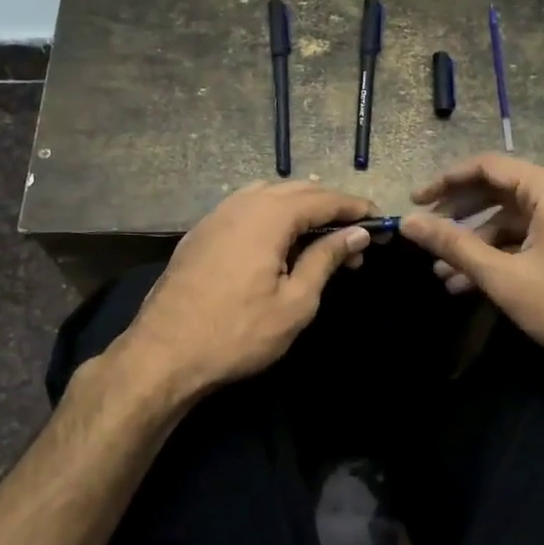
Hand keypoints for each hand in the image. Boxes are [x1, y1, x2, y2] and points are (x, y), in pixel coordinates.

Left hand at [116, 181, 373, 399]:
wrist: (164, 354)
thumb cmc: (238, 333)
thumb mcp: (295, 302)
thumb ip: (326, 259)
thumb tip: (356, 233)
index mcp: (268, 216)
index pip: (323, 199)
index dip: (354, 208)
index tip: (380, 220)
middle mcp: (241, 204)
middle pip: (296, 190)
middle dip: (329, 207)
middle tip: (355, 236)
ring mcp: (216, 215)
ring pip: (268, 194)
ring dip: (299, 207)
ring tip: (321, 233)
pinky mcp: (200, 232)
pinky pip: (245, 206)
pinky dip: (271, 213)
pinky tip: (279, 238)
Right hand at [398, 155, 543, 376]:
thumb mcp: (504, 276)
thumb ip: (454, 245)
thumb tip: (409, 222)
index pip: (488, 167)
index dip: (446, 180)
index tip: (416, 201)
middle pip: (498, 193)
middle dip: (458, 216)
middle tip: (425, 235)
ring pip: (511, 222)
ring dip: (476, 244)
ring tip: (441, 273)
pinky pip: (528, 240)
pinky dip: (500, 256)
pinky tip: (470, 285)